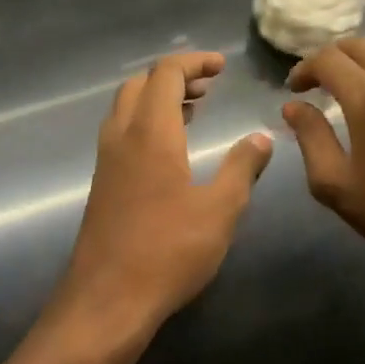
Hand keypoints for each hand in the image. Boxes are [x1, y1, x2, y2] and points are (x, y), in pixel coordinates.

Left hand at [55, 52, 272, 341]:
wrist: (106, 302)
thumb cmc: (168, 251)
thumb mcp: (220, 210)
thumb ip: (242, 168)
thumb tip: (262, 138)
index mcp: (151, 133)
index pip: (166, 73)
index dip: (194, 62)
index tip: (222, 66)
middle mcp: (122, 136)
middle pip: (141, 83)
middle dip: (175, 75)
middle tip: (210, 86)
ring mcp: (107, 160)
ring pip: (126, 106)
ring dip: (158, 97)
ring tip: (195, 109)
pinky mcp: (102, 183)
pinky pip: (122, 131)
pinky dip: (147, 120)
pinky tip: (172, 148)